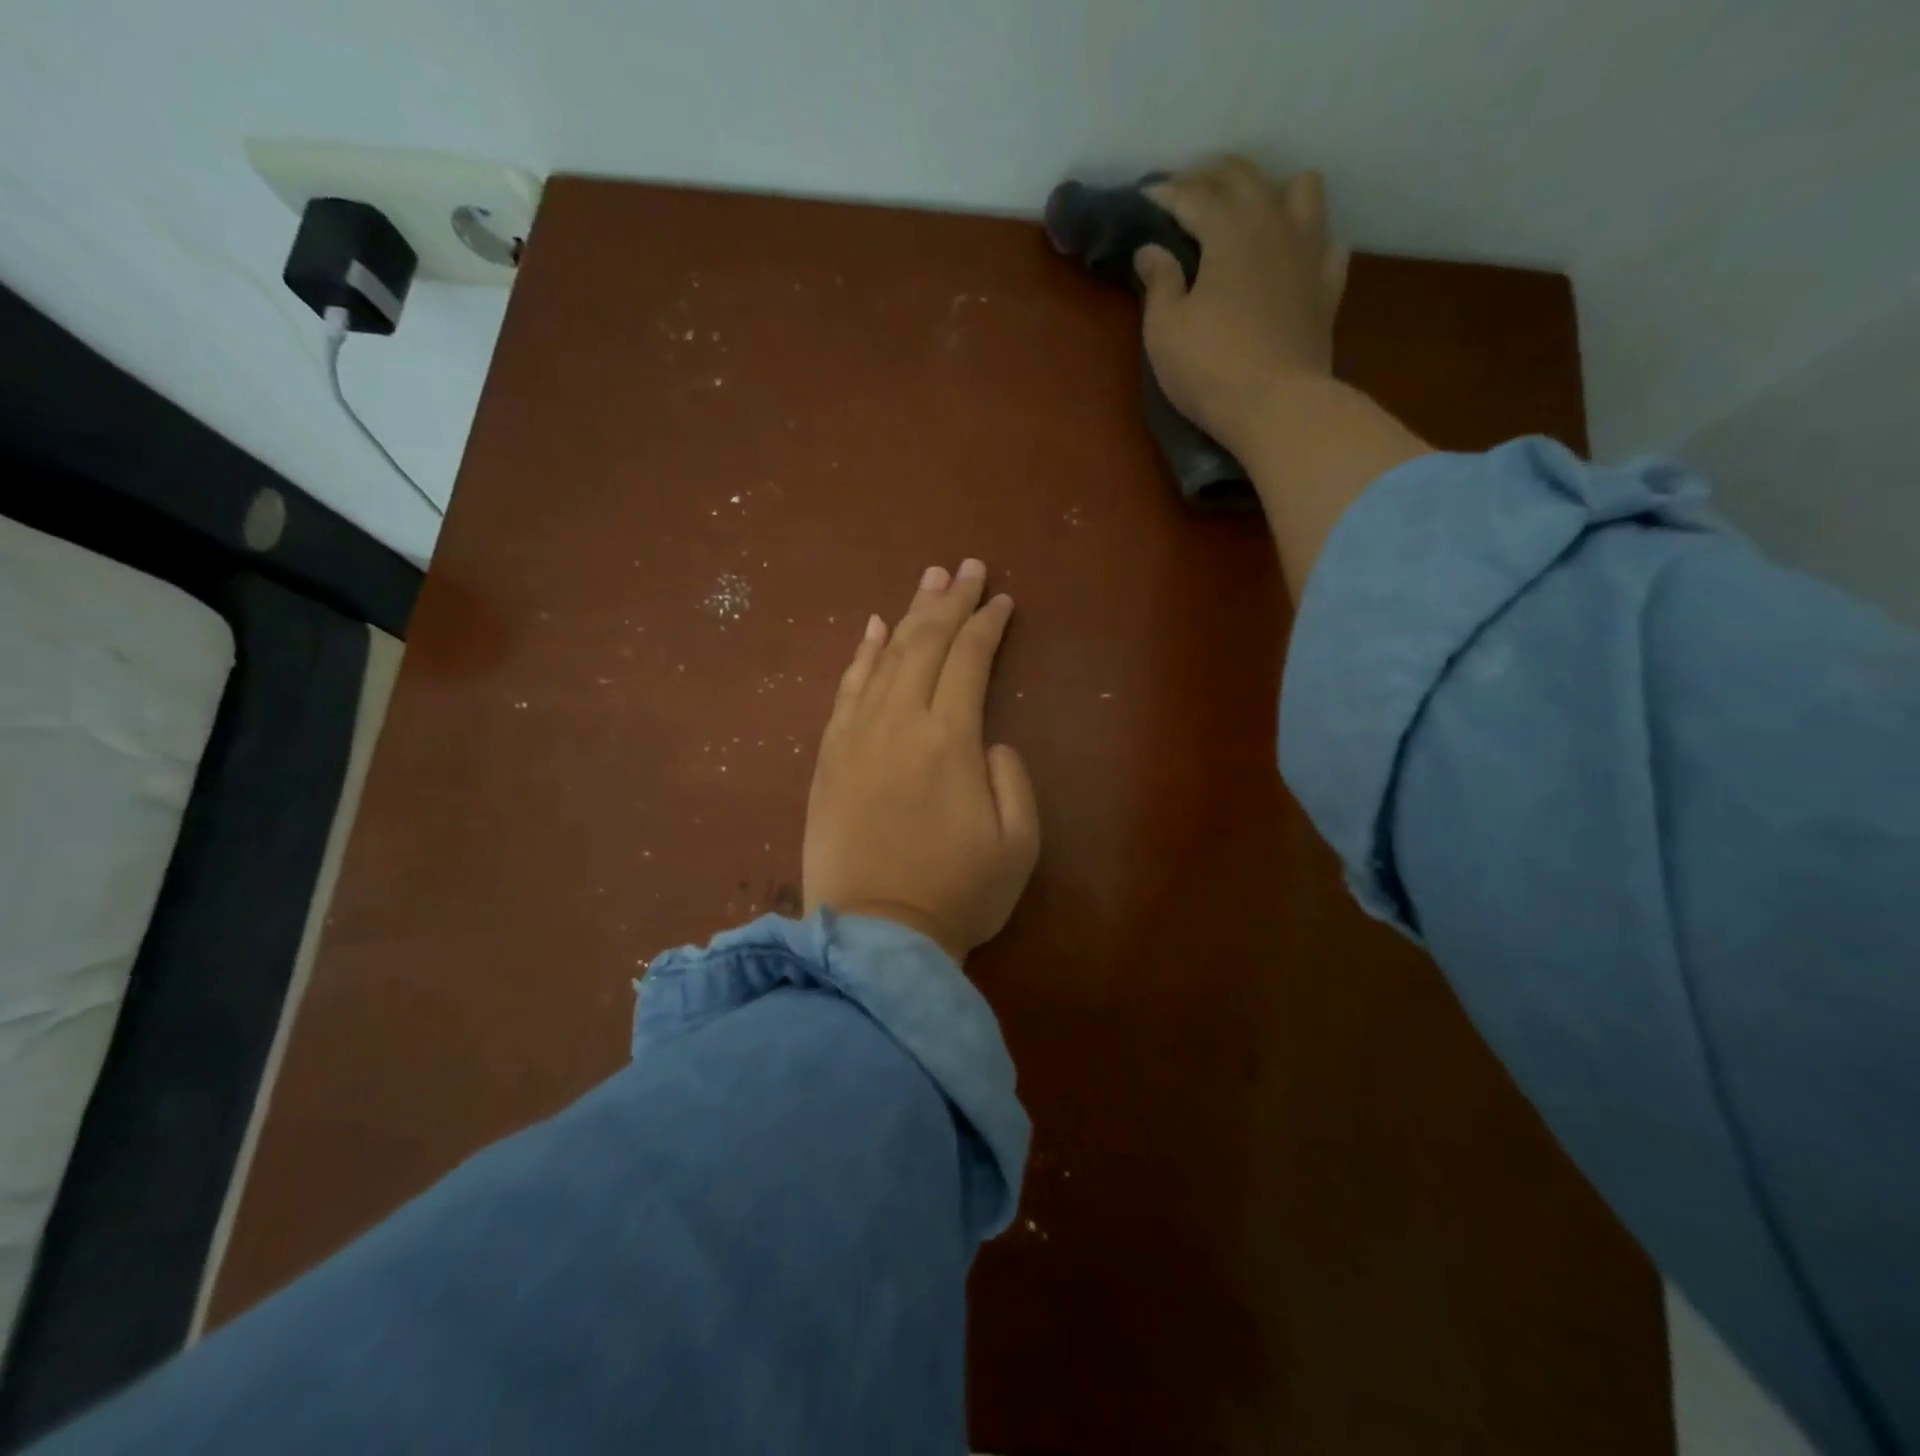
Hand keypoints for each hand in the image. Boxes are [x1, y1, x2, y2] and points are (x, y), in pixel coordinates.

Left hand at [803, 559, 1040, 963]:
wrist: (873, 936)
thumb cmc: (957, 894)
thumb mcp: (1019, 844)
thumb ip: (1012, 776)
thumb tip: (987, 739)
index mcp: (951, 739)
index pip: (970, 660)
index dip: (988, 625)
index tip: (1002, 600)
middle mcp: (900, 722)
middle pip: (926, 644)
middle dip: (950, 601)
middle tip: (966, 567)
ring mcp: (856, 736)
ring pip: (885, 656)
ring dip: (908, 614)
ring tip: (928, 580)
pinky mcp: (828, 755)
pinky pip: (845, 689)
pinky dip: (861, 654)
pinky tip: (872, 628)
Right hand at [1134, 157, 1349, 460]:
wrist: (1278, 406)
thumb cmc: (1210, 368)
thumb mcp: (1164, 330)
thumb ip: (1158, 282)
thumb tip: (1151, 250)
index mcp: (1229, 227)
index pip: (1192, 194)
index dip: (1164, 193)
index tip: (1143, 198)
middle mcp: (1274, 221)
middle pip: (1243, 177)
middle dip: (1209, 177)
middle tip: (1184, 193)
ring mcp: (1309, 248)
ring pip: (1299, 188)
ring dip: (1270, 191)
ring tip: (1247, 214)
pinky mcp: (1328, 283)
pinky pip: (1326, 239)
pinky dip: (1306, 237)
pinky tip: (1291, 254)